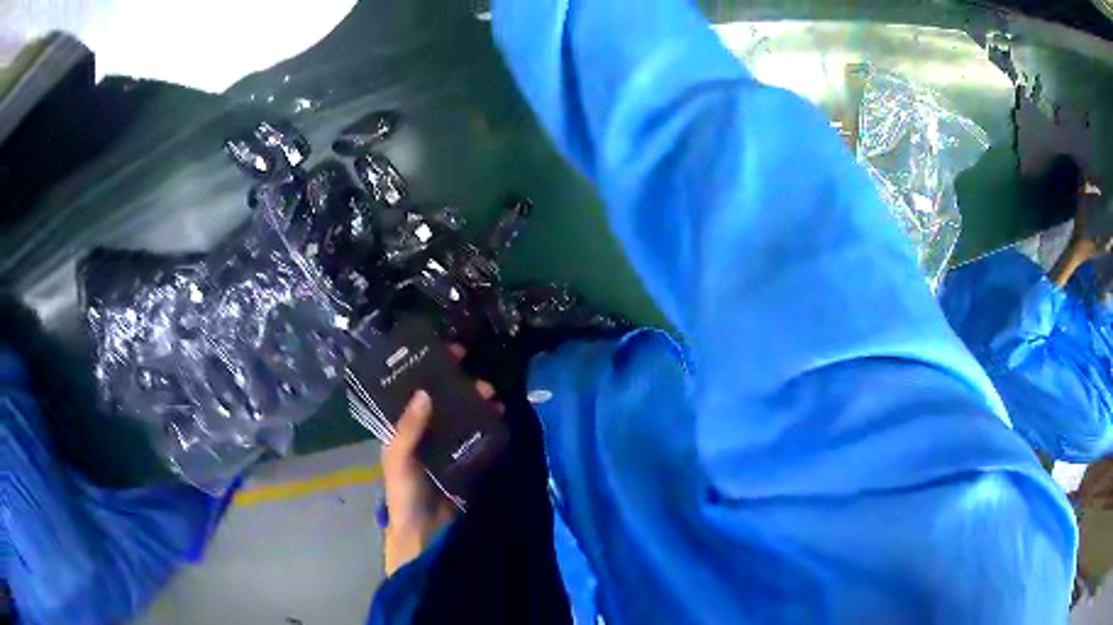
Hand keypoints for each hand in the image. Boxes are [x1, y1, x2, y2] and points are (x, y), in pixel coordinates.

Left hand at [381, 346, 501, 575]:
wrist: (426, 534)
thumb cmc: (404, 493)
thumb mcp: (399, 459)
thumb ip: (407, 428)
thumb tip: (424, 392)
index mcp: (405, 429)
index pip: (418, 391)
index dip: (432, 370)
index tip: (452, 351)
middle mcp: (428, 433)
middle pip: (447, 401)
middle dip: (463, 387)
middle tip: (480, 383)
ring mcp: (450, 447)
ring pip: (466, 416)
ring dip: (479, 404)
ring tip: (493, 398)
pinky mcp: (470, 462)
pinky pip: (481, 438)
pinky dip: (491, 425)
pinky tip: (501, 417)